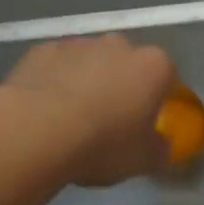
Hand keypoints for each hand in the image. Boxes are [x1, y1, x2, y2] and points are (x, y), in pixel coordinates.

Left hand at [0, 34, 175, 186]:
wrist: (37, 131)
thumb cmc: (103, 144)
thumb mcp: (143, 160)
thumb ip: (159, 150)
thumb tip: (161, 147)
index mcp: (153, 67)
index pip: (166, 77)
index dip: (156, 100)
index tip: (144, 124)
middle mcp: (119, 45)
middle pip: (126, 63)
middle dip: (121, 85)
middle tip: (108, 121)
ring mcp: (78, 44)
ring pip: (89, 62)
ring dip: (86, 81)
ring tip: (70, 119)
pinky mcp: (42, 50)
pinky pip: (56, 65)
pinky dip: (54, 81)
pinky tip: (43, 111)